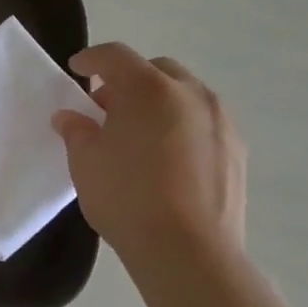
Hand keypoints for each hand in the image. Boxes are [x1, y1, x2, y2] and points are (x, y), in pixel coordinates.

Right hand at [52, 43, 244, 265]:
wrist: (188, 250)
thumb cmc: (126, 197)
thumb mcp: (85, 162)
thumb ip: (76, 131)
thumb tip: (70, 117)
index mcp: (148, 89)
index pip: (115, 56)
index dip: (91, 59)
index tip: (76, 69)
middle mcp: (190, 94)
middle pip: (156, 69)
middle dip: (129, 80)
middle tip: (107, 107)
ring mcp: (220, 121)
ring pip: (184, 95)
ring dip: (159, 102)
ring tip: (139, 134)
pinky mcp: (237, 149)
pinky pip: (203, 122)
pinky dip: (182, 126)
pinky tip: (166, 158)